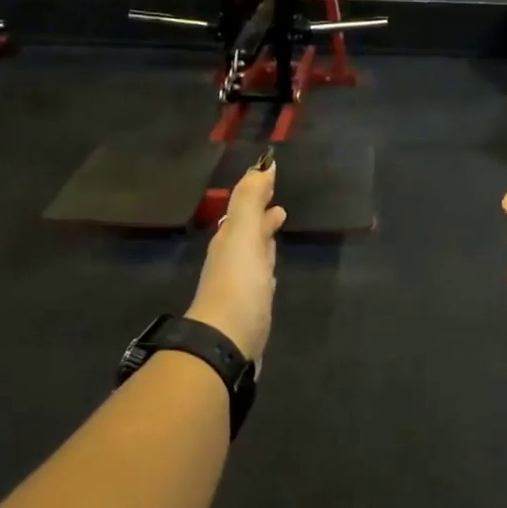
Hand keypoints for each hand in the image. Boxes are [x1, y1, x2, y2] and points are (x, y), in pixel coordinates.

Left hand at [186, 154, 286, 363]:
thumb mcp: (244, 235)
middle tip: (279, 206)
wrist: (227, 342)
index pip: (243, 208)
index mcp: (228, 238)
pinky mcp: (251, 306)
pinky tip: (273, 274)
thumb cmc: (239, 284)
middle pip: (247, 230)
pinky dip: (267, 266)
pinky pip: (260, 277)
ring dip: (265, 239)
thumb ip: (250, 201)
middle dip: (261, 216)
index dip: (257, 192)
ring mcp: (241, 283)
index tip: (271, 176)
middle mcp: (231, 258)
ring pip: (254, 253)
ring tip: (279, 229)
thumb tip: (262, 165)